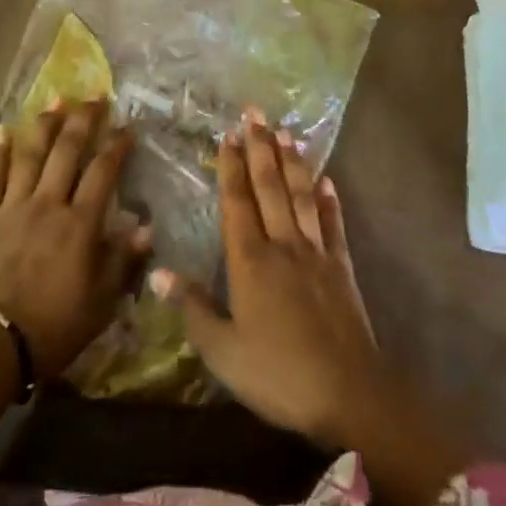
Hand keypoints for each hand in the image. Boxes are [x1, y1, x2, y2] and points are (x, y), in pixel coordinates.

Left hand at [0, 99, 151, 378]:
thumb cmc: (51, 328)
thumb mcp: (100, 304)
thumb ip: (122, 262)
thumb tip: (145, 227)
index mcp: (79, 224)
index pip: (103, 173)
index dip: (116, 146)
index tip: (127, 127)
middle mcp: (48, 204)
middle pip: (67, 152)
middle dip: (83, 121)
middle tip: (94, 97)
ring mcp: (13, 207)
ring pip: (31, 156)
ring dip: (44, 126)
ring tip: (55, 100)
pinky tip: (2, 131)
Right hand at [153, 109, 395, 448]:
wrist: (348, 394)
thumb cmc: (277, 374)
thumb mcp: (223, 352)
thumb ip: (193, 308)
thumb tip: (158, 272)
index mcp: (250, 261)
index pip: (237, 202)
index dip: (230, 167)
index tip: (227, 134)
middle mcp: (282, 245)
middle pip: (269, 187)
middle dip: (260, 147)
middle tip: (254, 112)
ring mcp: (316, 253)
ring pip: (300, 196)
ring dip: (292, 162)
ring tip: (285, 131)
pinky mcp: (341, 268)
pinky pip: (333, 225)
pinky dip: (329, 200)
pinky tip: (327, 180)